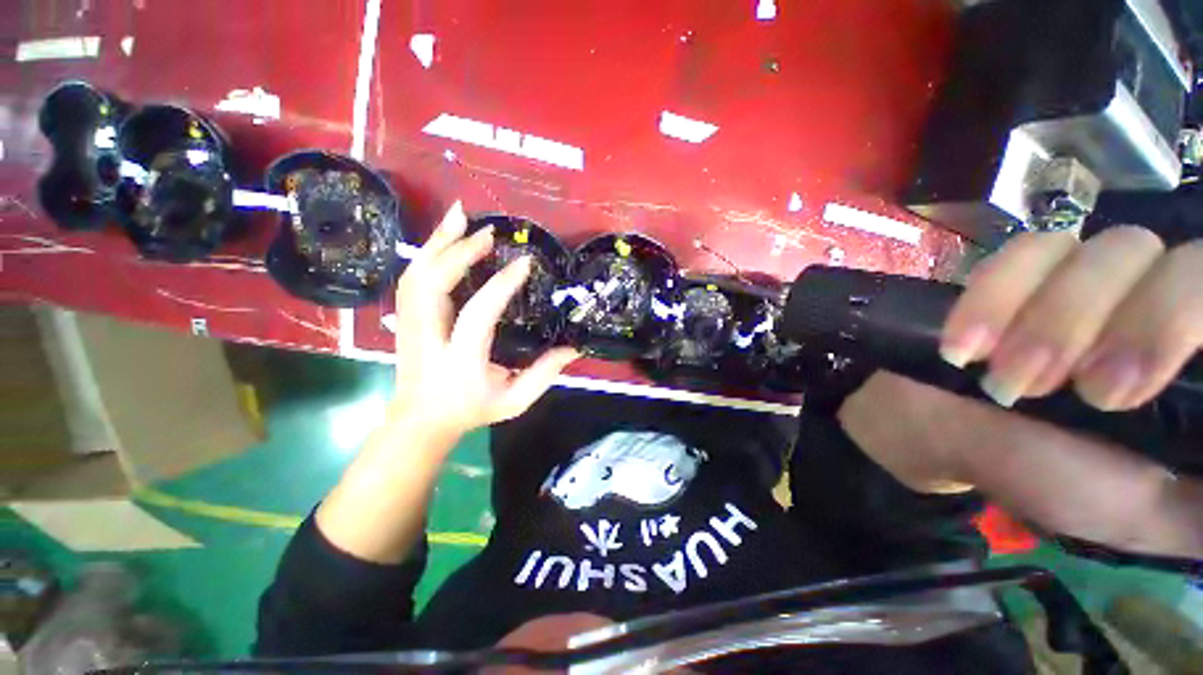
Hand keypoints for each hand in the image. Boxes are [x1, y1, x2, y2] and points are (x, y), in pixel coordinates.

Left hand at [389, 201, 578, 439]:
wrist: (420, 421)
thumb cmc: (471, 410)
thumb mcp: (515, 400)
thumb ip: (544, 374)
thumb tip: (573, 347)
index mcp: (460, 359)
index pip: (478, 313)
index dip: (501, 285)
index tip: (523, 263)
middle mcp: (429, 337)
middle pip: (431, 284)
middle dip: (459, 252)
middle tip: (488, 232)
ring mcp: (409, 325)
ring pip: (415, 275)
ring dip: (437, 242)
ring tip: (459, 216)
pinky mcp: (405, 318)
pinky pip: (412, 278)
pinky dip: (426, 252)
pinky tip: (443, 237)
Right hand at [839, 228, 1202, 555]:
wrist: (955, 438)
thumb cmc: (1055, 483)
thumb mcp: (1147, 514)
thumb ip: (1200, 502)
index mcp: (1197, 362)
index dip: (1176, 322)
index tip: (1112, 394)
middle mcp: (1161, 305)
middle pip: (1173, 262)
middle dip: (1111, 326)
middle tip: (1061, 390)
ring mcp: (1095, 280)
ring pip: (1099, 250)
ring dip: (1046, 318)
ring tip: (999, 376)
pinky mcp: (1030, 273)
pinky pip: (1026, 252)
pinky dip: (993, 295)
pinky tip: (965, 346)